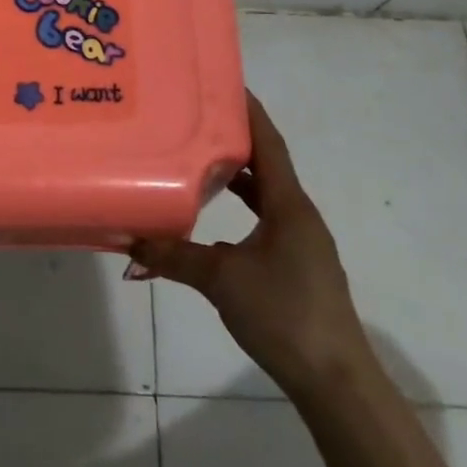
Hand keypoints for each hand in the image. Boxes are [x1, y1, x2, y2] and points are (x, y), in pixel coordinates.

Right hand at [130, 91, 370, 394]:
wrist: (336, 383)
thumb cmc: (284, 315)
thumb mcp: (221, 280)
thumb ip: (174, 257)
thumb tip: (130, 241)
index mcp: (289, 204)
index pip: (269, 143)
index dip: (249, 111)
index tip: (225, 83)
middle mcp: (299, 215)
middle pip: (267, 164)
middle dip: (235, 140)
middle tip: (196, 118)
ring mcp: (302, 242)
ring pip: (267, 195)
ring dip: (239, 176)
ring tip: (199, 159)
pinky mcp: (298, 267)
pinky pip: (267, 220)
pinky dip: (244, 208)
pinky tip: (217, 219)